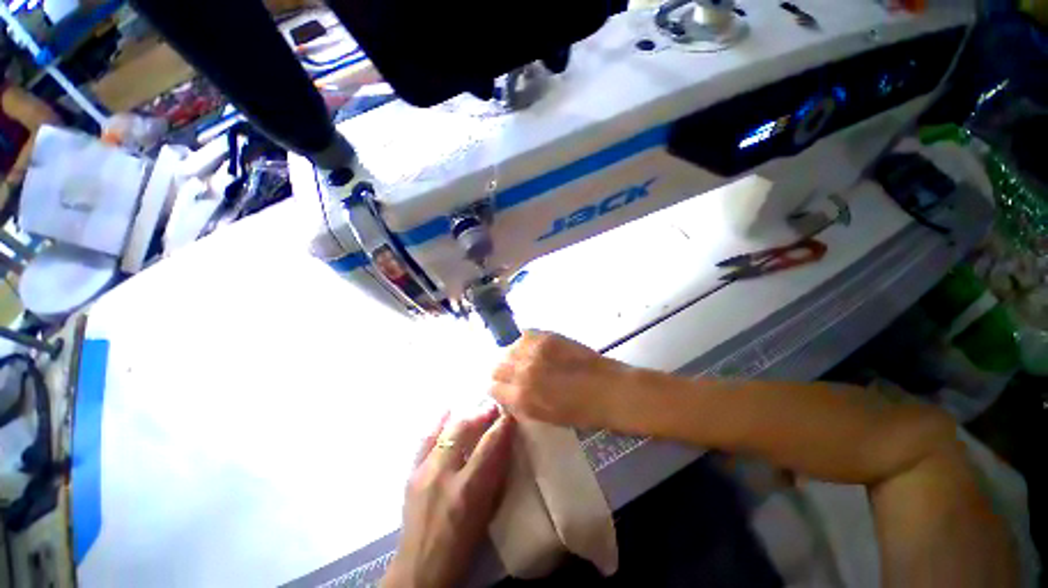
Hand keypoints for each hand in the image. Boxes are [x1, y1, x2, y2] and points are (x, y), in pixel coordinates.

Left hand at [383, 404, 515, 587]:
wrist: (420, 568)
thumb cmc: (464, 543)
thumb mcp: (487, 511)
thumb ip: (495, 475)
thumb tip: (504, 444)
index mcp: (467, 489)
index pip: (490, 445)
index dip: (502, 425)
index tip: (511, 412)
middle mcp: (443, 474)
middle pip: (464, 430)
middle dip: (482, 414)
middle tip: (494, 407)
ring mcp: (424, 471)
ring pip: (445, 431)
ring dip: (464, 417)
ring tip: (476, 410)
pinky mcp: (411, 473)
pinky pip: (425, 440)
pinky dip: (438, 424)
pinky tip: (446, 411)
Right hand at [490, 331, 632, 429]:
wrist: (608, 390)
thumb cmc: (580, 412)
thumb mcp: (544, 417)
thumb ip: (521, 404)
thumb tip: (508, 393)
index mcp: (521, 397)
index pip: (492, 387)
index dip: (496, 387)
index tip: (502, 386)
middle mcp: (522, 372)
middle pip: (496, 365)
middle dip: (501, 370)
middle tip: (513, 372)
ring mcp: (535, 351)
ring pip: (508, 348)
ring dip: (512, 354)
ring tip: (524, 358)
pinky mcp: (547, 336)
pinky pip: (525, 335)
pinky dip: (525, 341)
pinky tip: (534, 347)